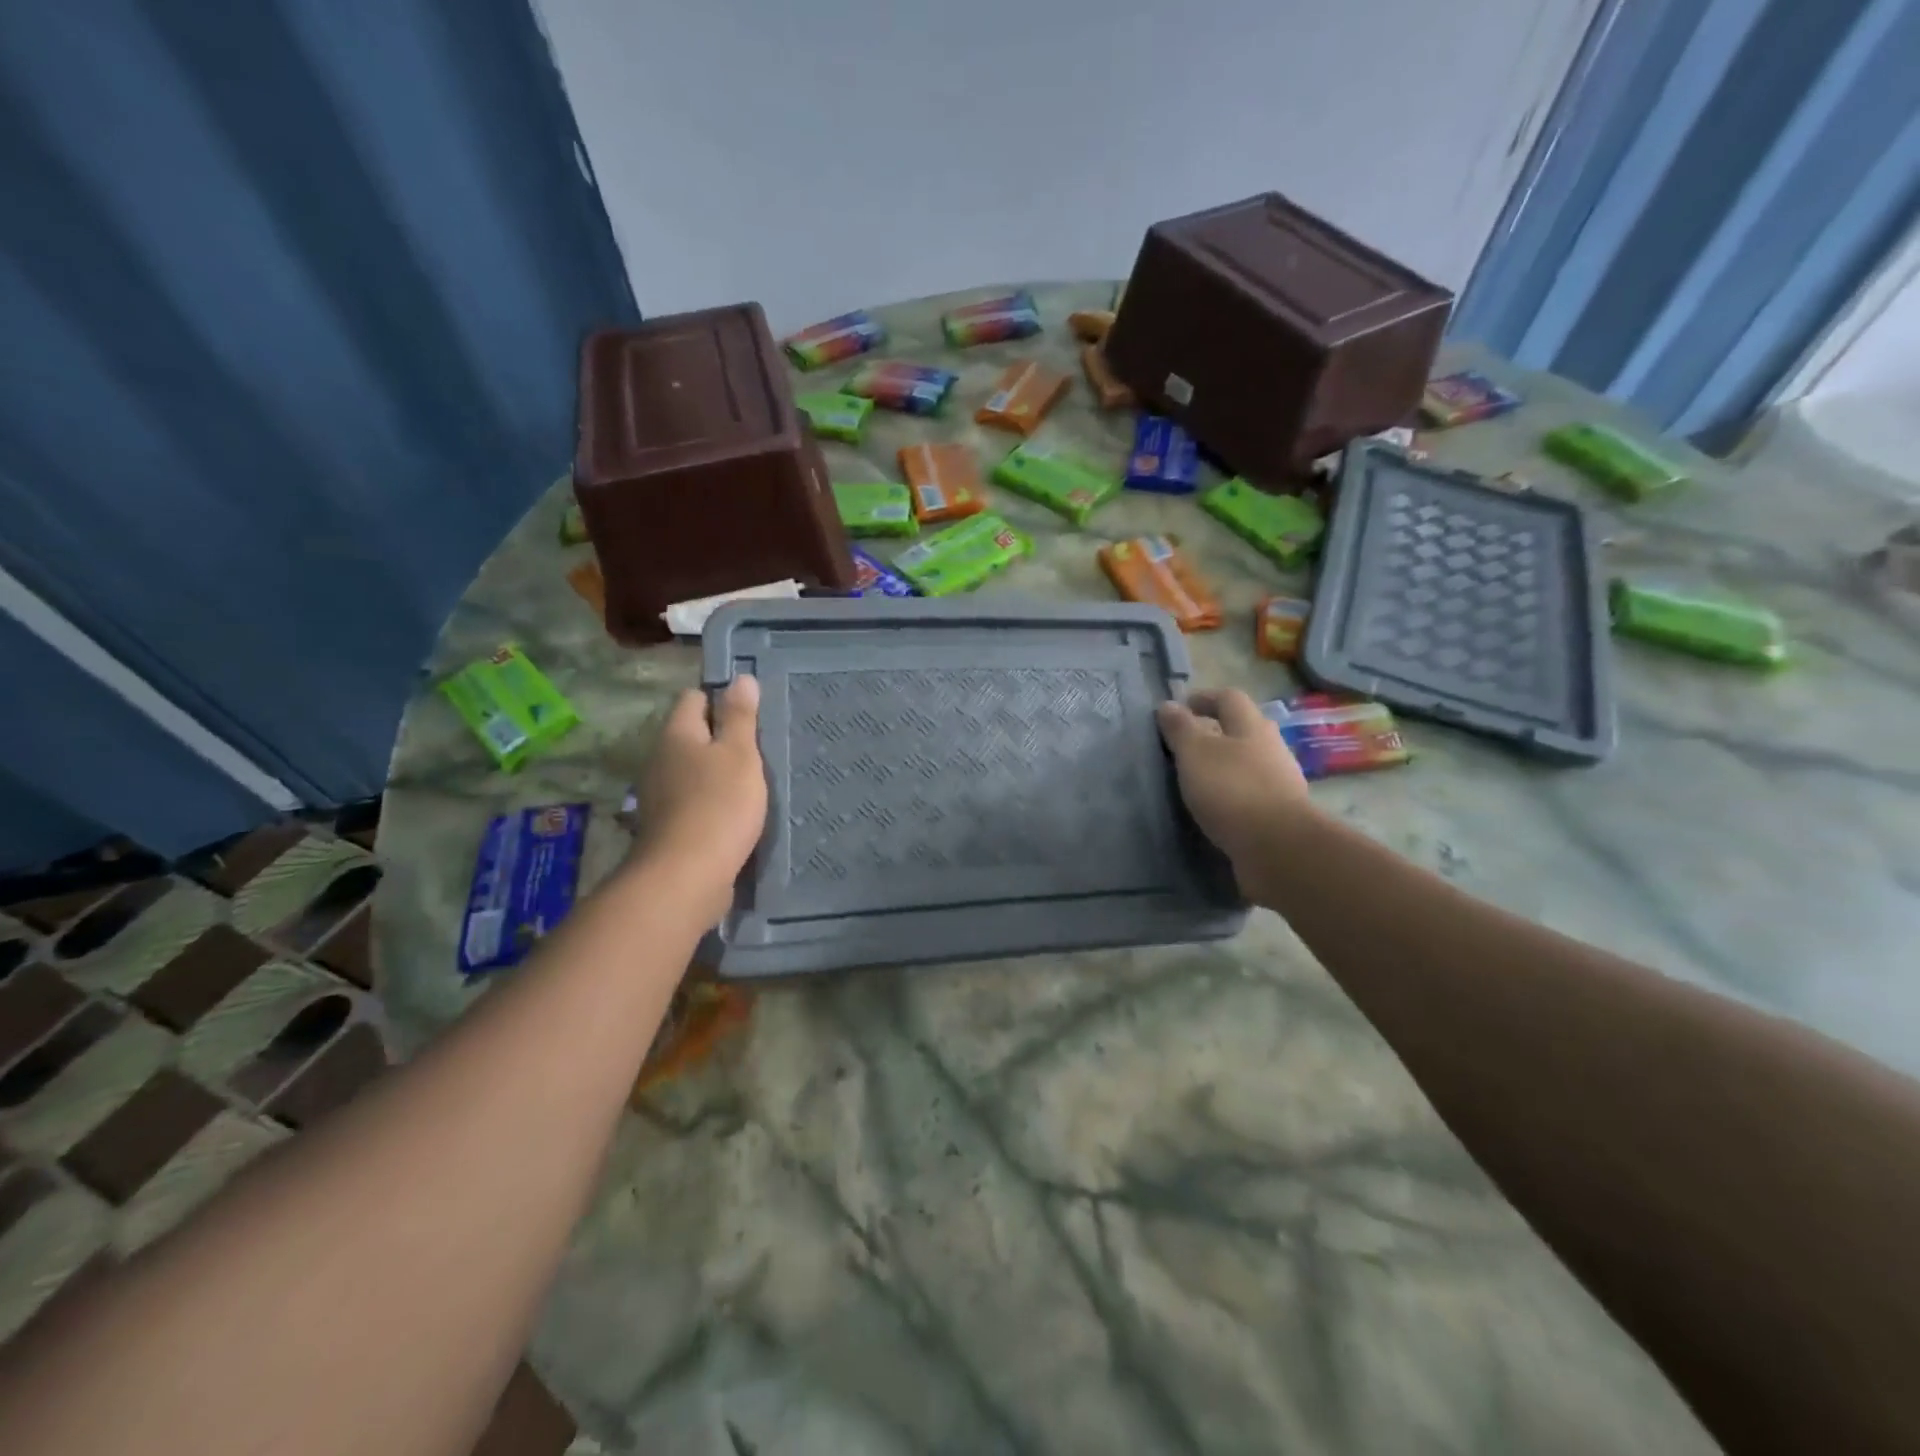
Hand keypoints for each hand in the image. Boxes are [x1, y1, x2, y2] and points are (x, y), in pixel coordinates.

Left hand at [633, 677, 767, 915]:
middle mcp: (660, 759)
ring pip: (690, 769)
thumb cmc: (719, 805)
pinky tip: (733, 814)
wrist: (686, 876)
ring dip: (715, 772)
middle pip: (690, 734)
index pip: (694, 698)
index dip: (721, 699)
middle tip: (758, 749)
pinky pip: (691, 800)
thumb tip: (741, 678)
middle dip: (720, 738)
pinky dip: (710, 801)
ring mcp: (659, 795)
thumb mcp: (740, 754)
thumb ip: (740, 716)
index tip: (751, 714)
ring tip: (751, 782)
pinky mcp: (667, 826)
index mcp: (676, 734)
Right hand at [1156, 688, 1312, 870]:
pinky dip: (1231, 795)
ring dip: (1224, 766)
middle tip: (1185, 744)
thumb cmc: (1232, 790)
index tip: (1180, 707)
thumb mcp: (1195, 753)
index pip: (1229, 698)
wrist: (1278, 848)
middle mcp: (1271, 749)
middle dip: (1216, 732)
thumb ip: (1181, 729)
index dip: (1204, 698)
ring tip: (1195, 779)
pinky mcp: (1279, 815)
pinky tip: (1214, 809)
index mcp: (1251, 727)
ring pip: (1248, 764)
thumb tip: (1168, 705)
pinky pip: (1250, 795)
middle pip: (1243, 730)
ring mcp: (1279, 783)